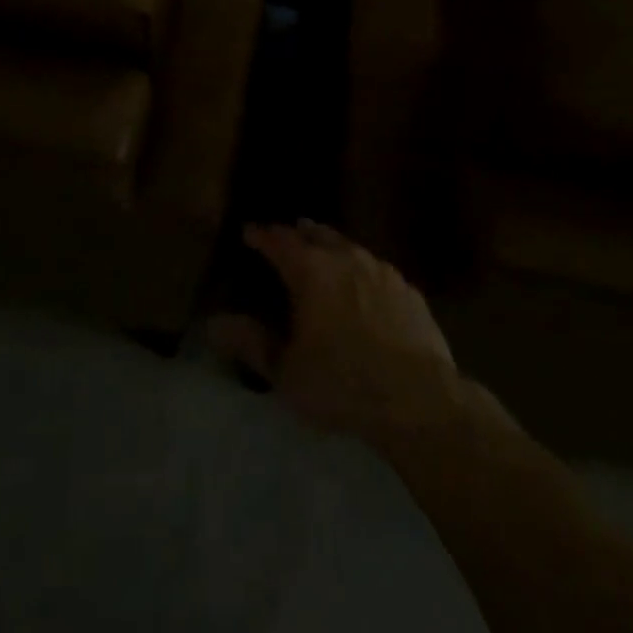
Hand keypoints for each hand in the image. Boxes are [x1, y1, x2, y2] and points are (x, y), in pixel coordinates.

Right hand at [209, 220, 461, 445]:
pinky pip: (376, 268)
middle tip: (288, 234)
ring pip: (349, 247)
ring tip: (323, 252)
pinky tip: (363, 284)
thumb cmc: (343, 385)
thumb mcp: (287, 373)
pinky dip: (360, 269)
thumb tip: (213, 323)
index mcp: (311, 271)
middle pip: (317, 234)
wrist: (419, 401)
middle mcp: (345, 258)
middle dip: (299, 232)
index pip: (279, 241)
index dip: (262, 235)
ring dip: (331, 246)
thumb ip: (251, 343)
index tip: (249, 231)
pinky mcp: (407, 290)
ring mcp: (381, 270)